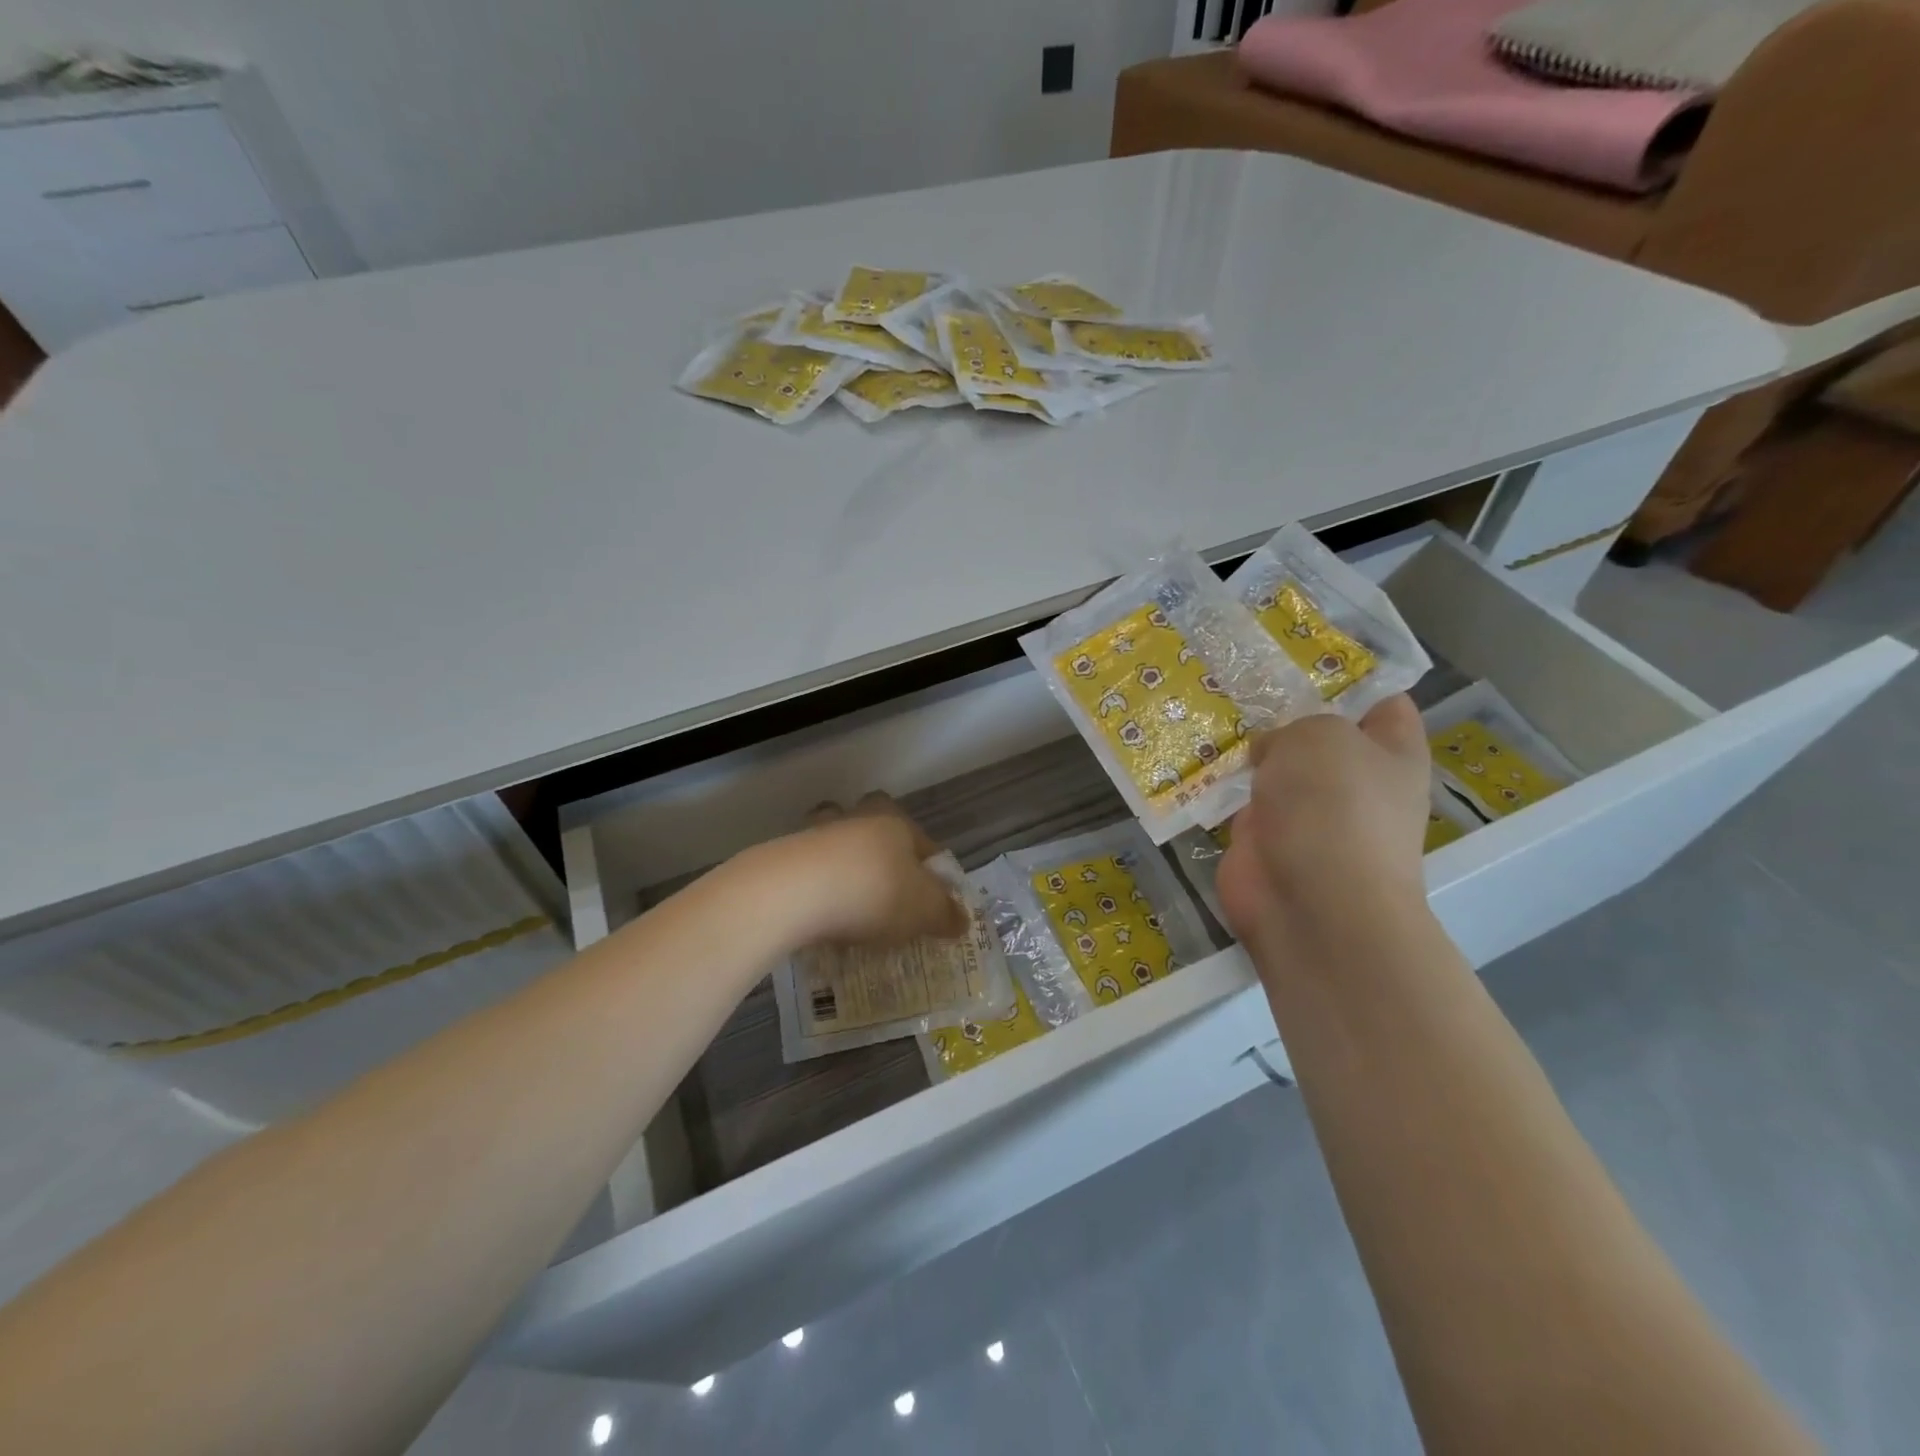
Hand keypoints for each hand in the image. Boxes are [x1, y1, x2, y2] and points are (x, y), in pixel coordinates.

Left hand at [745, 794, 969, 950]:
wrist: (794, 893)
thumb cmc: (874, 893)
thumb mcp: (923, 911)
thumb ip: (945, 915)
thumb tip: (961, 920)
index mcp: (894, 822)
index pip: (922, 840)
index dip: (931, 870)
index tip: (931, 900)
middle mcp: (856, 818)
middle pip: (871, 825)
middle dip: (878, 850)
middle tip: (884, 886)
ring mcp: (815, 833)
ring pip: (834, 841)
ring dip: (840, 864)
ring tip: (846, 902)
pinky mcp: (784, 854)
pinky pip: (807, 868)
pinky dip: (813, 886)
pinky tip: (817, 916)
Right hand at [1216, 695, 1430, 961]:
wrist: (1310, 902)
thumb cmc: (1332, 807)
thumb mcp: (1320, 736)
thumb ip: (1295, 725)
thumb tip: (1271, 753)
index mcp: (1392, 752)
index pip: (1383, 702)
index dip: (1350, 677)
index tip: (1302, 655)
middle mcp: (1354, 781)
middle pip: (1320, 733)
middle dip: (1284, 710)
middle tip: (1241, 677)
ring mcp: (1308, 814)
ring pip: (1277, 767)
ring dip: (1248, 748)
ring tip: (1209, 705)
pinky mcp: (1266, 839)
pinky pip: (1243, 800)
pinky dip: (1222, 785)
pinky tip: (1193, 754)